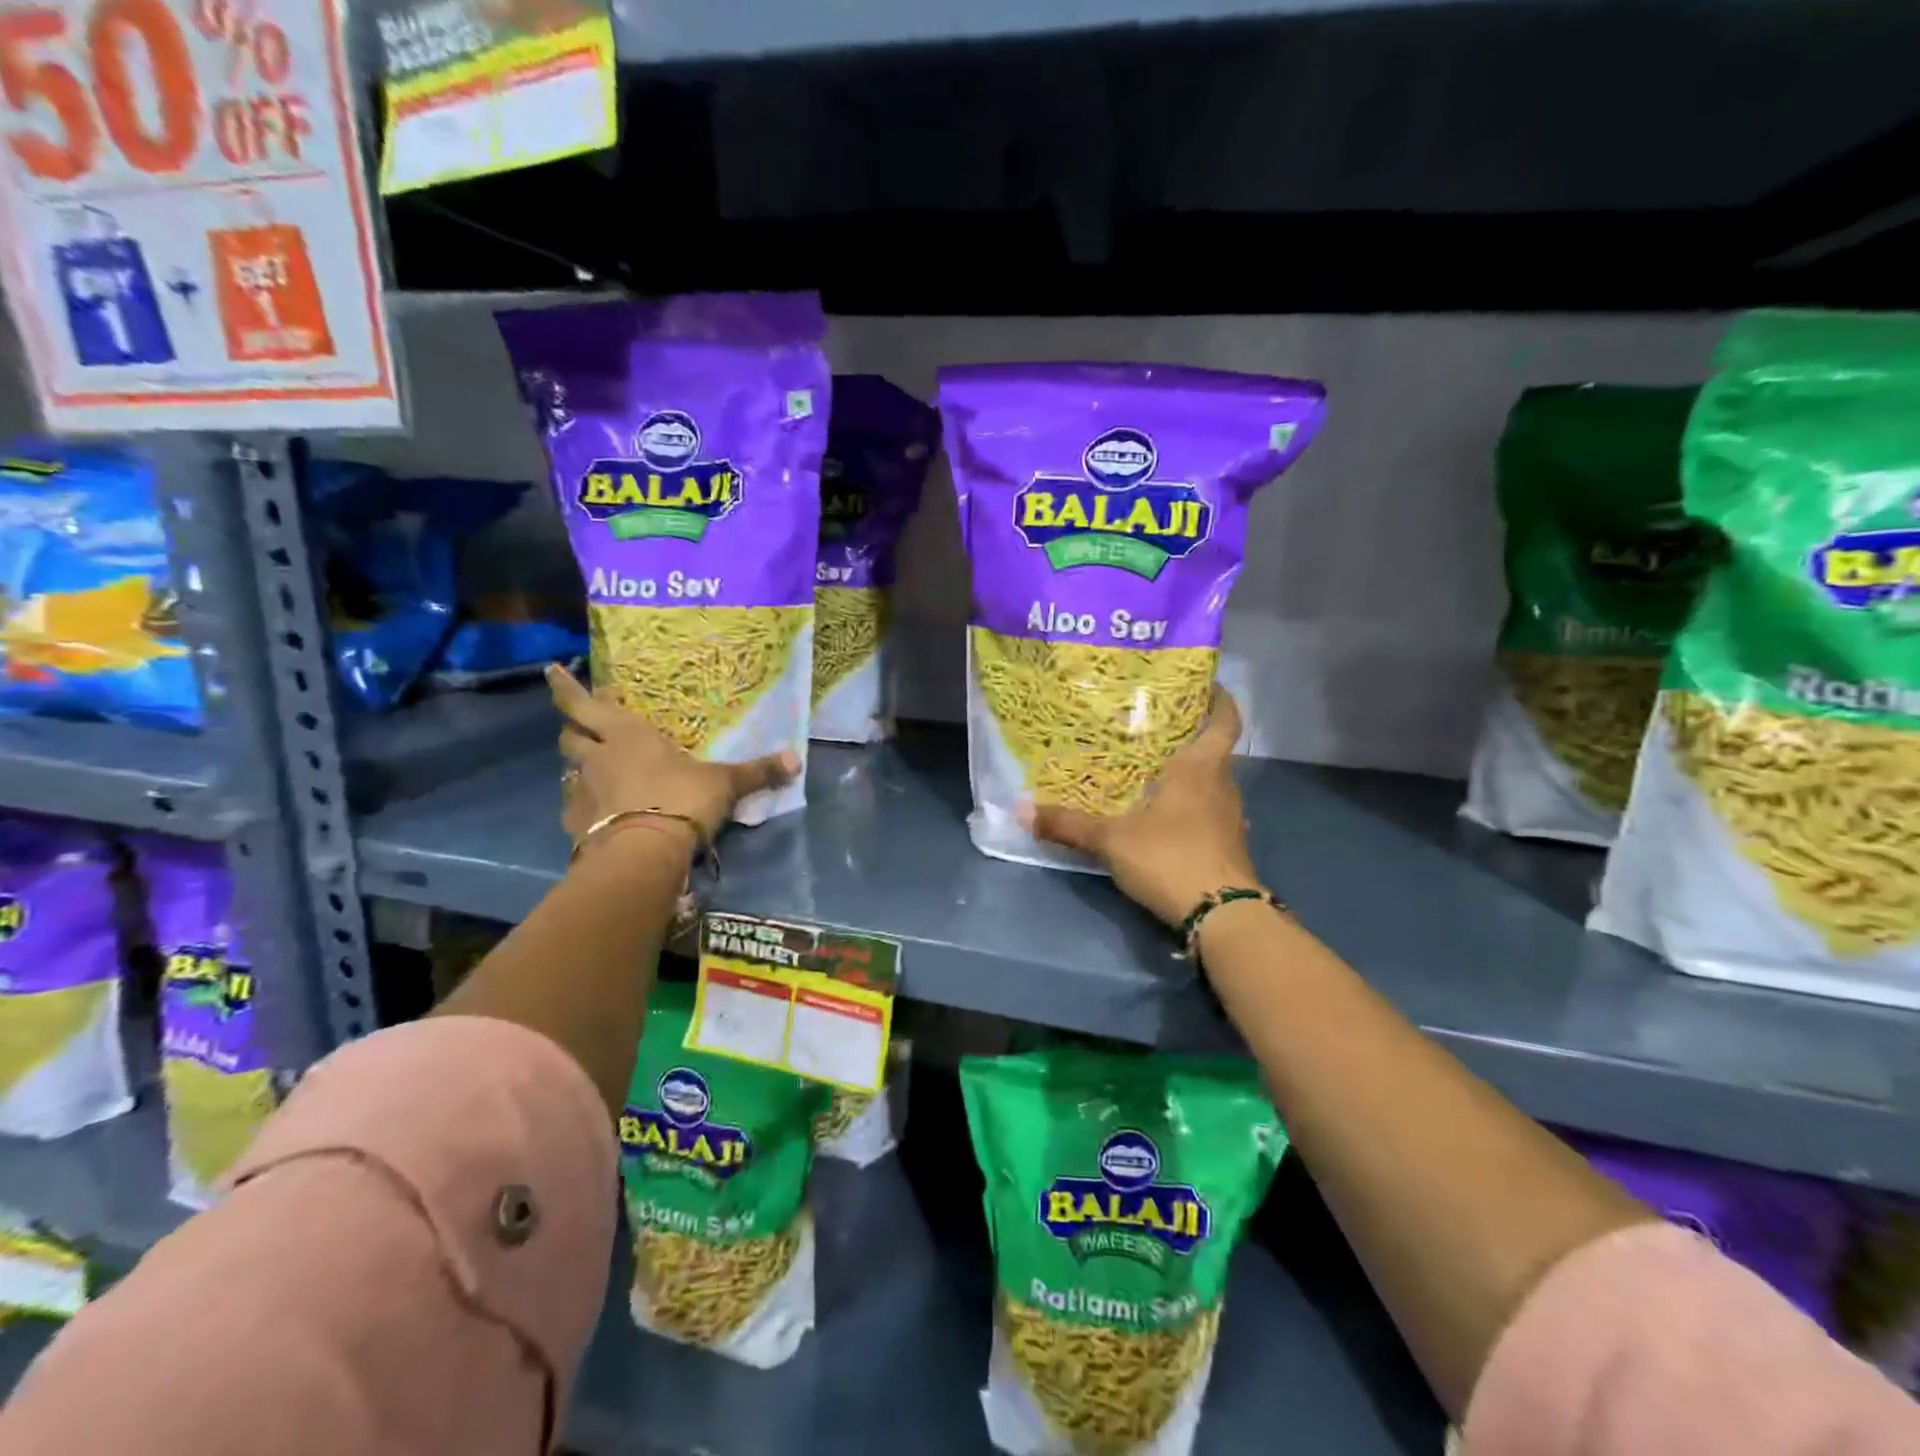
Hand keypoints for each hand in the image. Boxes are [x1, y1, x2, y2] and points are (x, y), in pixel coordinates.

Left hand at [549, 664, 799, 847]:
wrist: (643, 854)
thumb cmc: (680, 800)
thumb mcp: (724, 784)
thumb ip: (756, 772)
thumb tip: (796, 759)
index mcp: (626, 736)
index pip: (584, 704)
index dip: (567, 687)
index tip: (552, 670)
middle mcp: (597, 758)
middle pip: (570, 736)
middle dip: (575, 729)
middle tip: (585, 727)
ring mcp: (582, 793)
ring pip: (569, 770)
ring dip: (579, 767)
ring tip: (596, 772)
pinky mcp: (576, 826)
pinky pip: (575, 808)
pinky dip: (584, 806)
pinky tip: (599, 813)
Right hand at [1021, 688, 1261, 926]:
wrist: (1222, 916)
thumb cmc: (1171, 858)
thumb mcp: (1111, 840)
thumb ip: (1068, 825)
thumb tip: (1021, 810)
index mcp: (1200, 769)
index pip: (1224, 721)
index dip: (1219, 700)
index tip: (1203, 686)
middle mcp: (1222, 787)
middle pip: (1214, 751)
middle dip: (1189, 738)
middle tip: (1153, 730)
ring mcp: (1231, 819)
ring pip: (1213, 784)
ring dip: (1191, 776)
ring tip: (1154, 772)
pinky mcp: (1230, 847)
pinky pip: (1211, 814)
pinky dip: (1192, 808)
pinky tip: (1166, 819)